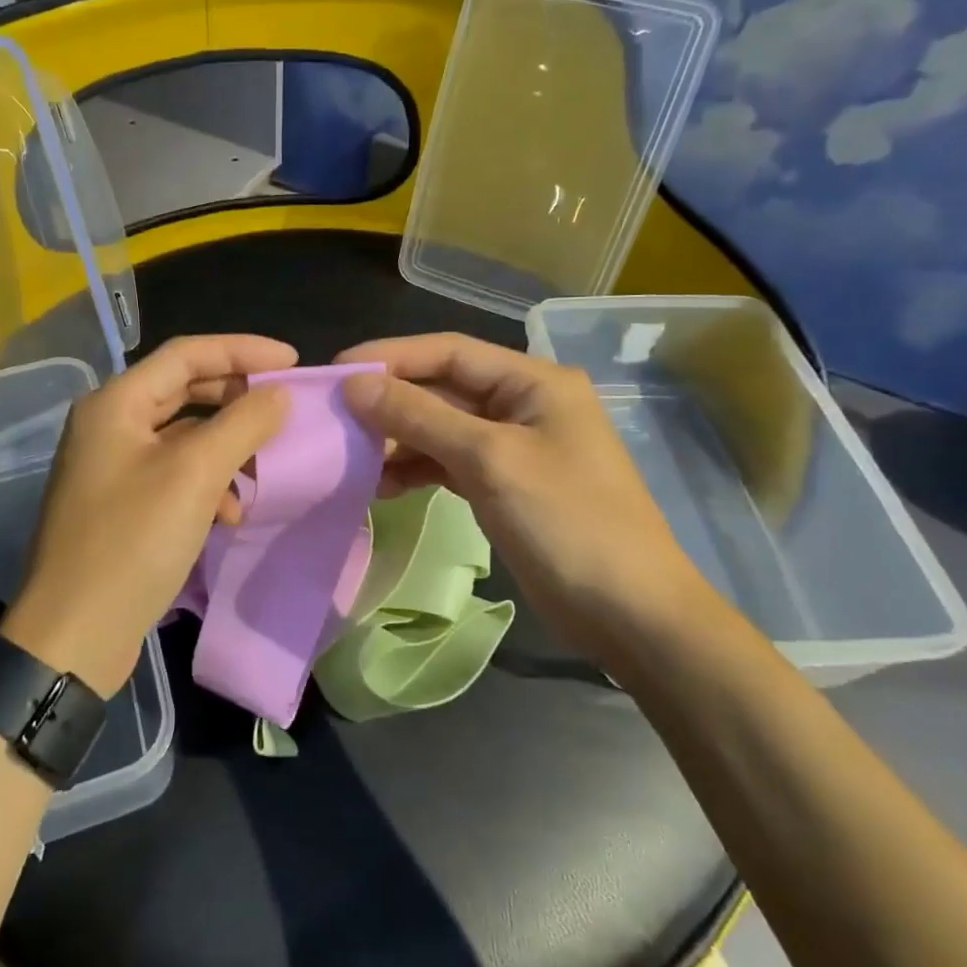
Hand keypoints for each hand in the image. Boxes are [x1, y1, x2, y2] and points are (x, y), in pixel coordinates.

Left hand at [6, 335, 295, 694]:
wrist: (75, 635)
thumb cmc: (133, 542)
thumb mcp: (195, 475)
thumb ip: (242, 424)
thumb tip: (279, 394)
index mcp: (115, 404)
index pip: (186, 354)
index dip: (242, 350)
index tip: (292, 361)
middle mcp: (109, 426)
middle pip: (184, 391)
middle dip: (236, 398)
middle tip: (283, 407)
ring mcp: (112, 467)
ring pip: (183, 437)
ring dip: (225, 448)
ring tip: (261, 471)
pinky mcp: (122, 505)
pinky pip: (174, 475)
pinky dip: (207, 485)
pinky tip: (229, 514)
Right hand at [337, 333, 715, 658]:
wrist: (631, 615)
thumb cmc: (568, 524)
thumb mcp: (491, 462)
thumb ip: (420, 418)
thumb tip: (355, 385)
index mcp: (533, 381)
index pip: (449, 351)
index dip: (390, 357)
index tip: (336, 373)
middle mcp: (522, 404)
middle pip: (442, 389)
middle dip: (390, 402)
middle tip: (335, 419)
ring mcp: (513, 447)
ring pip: (440, 428)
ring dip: (398, 441)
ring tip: (353, 460)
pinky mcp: (503, 485)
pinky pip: (448, 463)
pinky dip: (416, 470)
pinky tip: (382, 486)